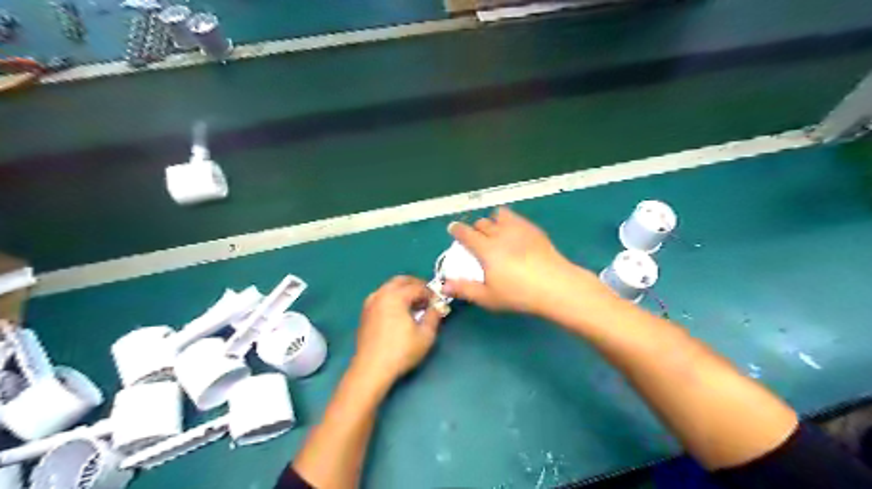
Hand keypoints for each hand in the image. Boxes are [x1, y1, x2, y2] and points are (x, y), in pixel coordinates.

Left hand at [352, 276, 443, 387]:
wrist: (371, 369)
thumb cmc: (401, 351)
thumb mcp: (425, 335)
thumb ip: (434, 315)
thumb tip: (439, 305)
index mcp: (395, 296)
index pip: (417, 286)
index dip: (431, 293)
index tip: (439, 302)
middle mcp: (380, 294)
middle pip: (401, 281)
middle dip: (416, 285)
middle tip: (428, 298)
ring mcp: (370, 303)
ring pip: (390, 287)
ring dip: (404, 291)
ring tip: (416, 306)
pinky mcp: (365, 313)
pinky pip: (382, 297)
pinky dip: (394, 298)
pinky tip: (401, 313)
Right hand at [444, 207, 607, 316]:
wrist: (555, 285)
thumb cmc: (518, 294)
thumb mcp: (488, 297)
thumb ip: (464, 289)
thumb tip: (444, 285)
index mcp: (485, 249)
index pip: (465, 233)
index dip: (457, 229)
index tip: (453, 229)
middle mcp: (499, 233)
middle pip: (481, 223)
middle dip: (474, 229)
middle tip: (476, 240)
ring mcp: (518, 228)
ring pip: (498, 215)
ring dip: (491, 221)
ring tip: (494, 232)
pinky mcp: (533, 229)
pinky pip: (515, 217)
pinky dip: (508, 220)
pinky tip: (513, 232)